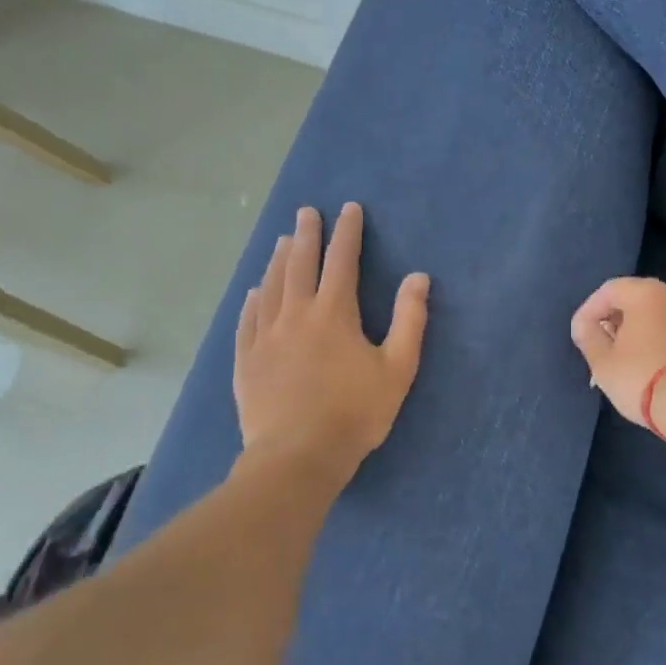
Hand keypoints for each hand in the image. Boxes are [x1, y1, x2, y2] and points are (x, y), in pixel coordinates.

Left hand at [235, 204, 429, 470]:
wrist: (298, 455)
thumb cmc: (356, 412)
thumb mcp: (397, 368)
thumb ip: (409, 320)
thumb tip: (418, 277)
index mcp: (334, 314)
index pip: (341, 261)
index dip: (347, 233)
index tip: (348, 209)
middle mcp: (296, 315)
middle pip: (300, 265)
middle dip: (306, 235)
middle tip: (306, 212)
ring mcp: (266, 337)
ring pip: (271, 287)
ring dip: (278, 260)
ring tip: (282, 240)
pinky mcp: (246, 360)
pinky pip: (248, 320)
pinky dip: (253, 299)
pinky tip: (255, 291)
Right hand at [569, 276, 665, 429]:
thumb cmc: (643, 377)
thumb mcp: (603, 361)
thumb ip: (588, 337)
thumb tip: (584, 325)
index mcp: (646, 293)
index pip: (608, 290)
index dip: (589, 310)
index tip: (579, 334)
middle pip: (633, 299)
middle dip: (611, 320)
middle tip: (598, 344)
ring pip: (652, 316)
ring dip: (632, 331)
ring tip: (618, 358)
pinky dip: (652, 340)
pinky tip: (643, 364)